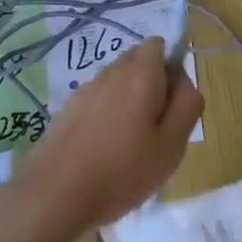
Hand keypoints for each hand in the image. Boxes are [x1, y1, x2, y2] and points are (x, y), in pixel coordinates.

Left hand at [13, 37, 202, 236]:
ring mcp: (84, 91)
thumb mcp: (172, 145)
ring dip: (129, 99)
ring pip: (116, 81)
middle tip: (155, 127)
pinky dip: (106, 114)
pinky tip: (103, 149)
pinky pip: (97, 100)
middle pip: (137, 60)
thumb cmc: (122, 172)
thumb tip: (184, 81)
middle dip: (152, 82)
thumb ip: (188, 105)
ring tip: (129, 142)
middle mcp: (111, 73)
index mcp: (141, 74)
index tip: (172, 106)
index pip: (159, 45)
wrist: (54, 197)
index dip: (172, 69)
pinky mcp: (66, 111)